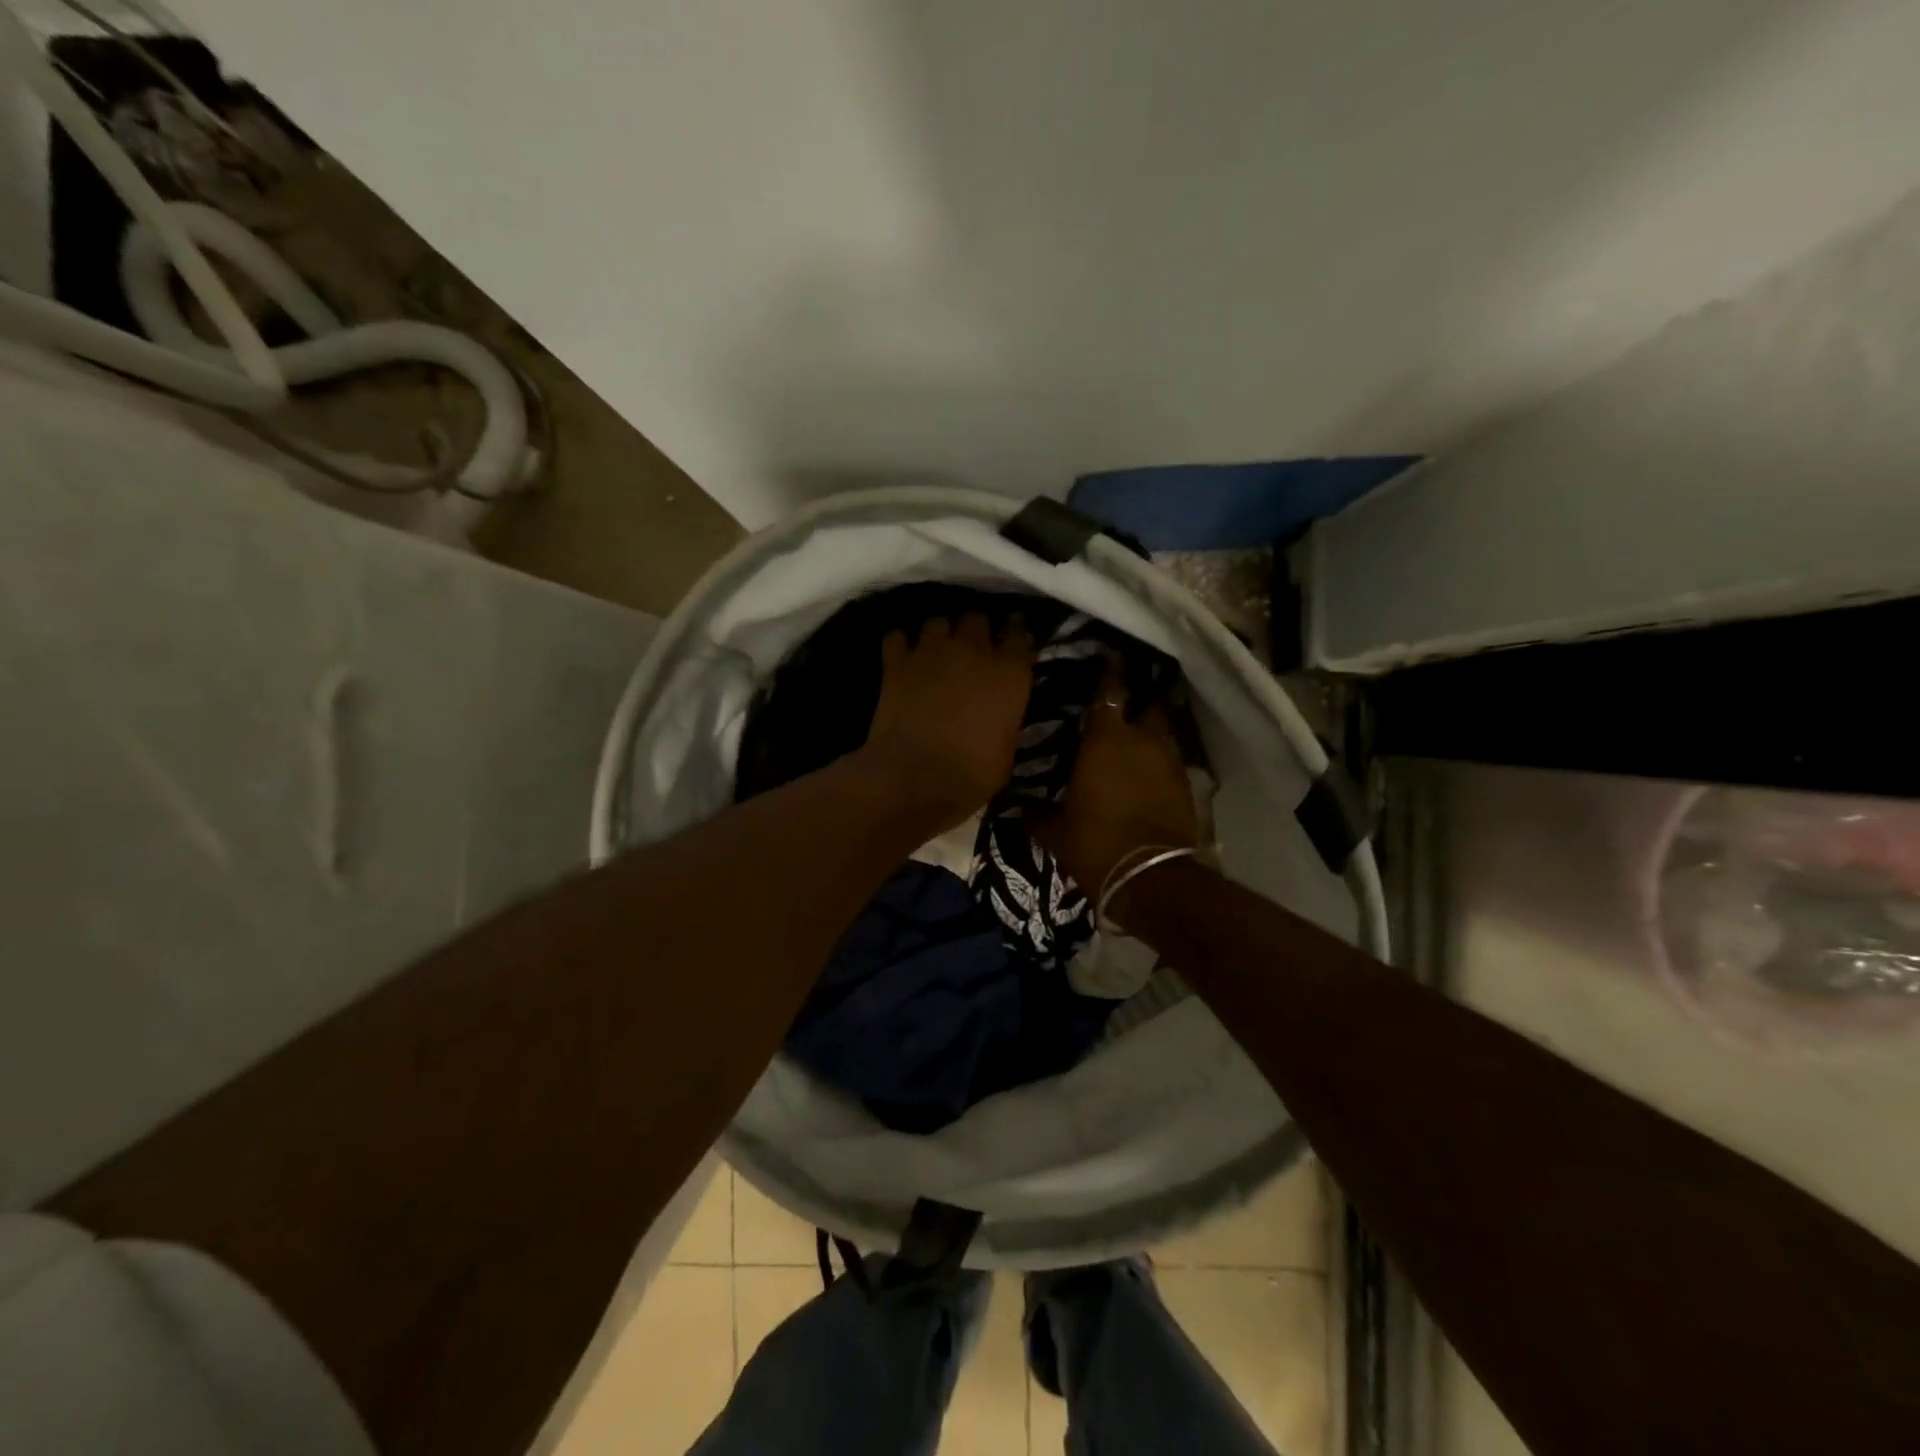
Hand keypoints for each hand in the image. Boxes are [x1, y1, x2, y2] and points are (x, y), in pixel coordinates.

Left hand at [860, 613, 1034, 828]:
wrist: (913, 778)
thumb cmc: (971, 775)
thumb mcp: (1007, 751)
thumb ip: (1006, 719)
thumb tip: (1000, 713)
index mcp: (1009, 673)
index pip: (1018, 634)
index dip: (1014, 635)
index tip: (1010, 643)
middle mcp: (973, 651)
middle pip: (977, 619)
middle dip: (975, 631)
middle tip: (972, 650)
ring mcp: (932, 651)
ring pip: (938, 622)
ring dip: (940, 635)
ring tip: (937, 651)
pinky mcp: (896, 662)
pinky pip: (897, 637)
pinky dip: (901, 645)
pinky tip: (903, 658)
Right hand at [1035, 663, 1197, 900]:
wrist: (1150, 878)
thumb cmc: (1095, 843)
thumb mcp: (1055, 831)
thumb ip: (1036, 814)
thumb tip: (1019, 809)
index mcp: (1106, 740)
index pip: (1109, 693)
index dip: (1109, 676)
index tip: (1107, 661)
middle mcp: (1142, 741)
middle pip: (1146, 706)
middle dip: (1137, 702)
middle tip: (1122, 704)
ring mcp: (1170, 762)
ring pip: (1163, 733)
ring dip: (1151, 732)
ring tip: (1136, 737)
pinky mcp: (1186, 786)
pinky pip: (1171, 761)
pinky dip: (1160, 761)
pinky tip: (1147, 771)